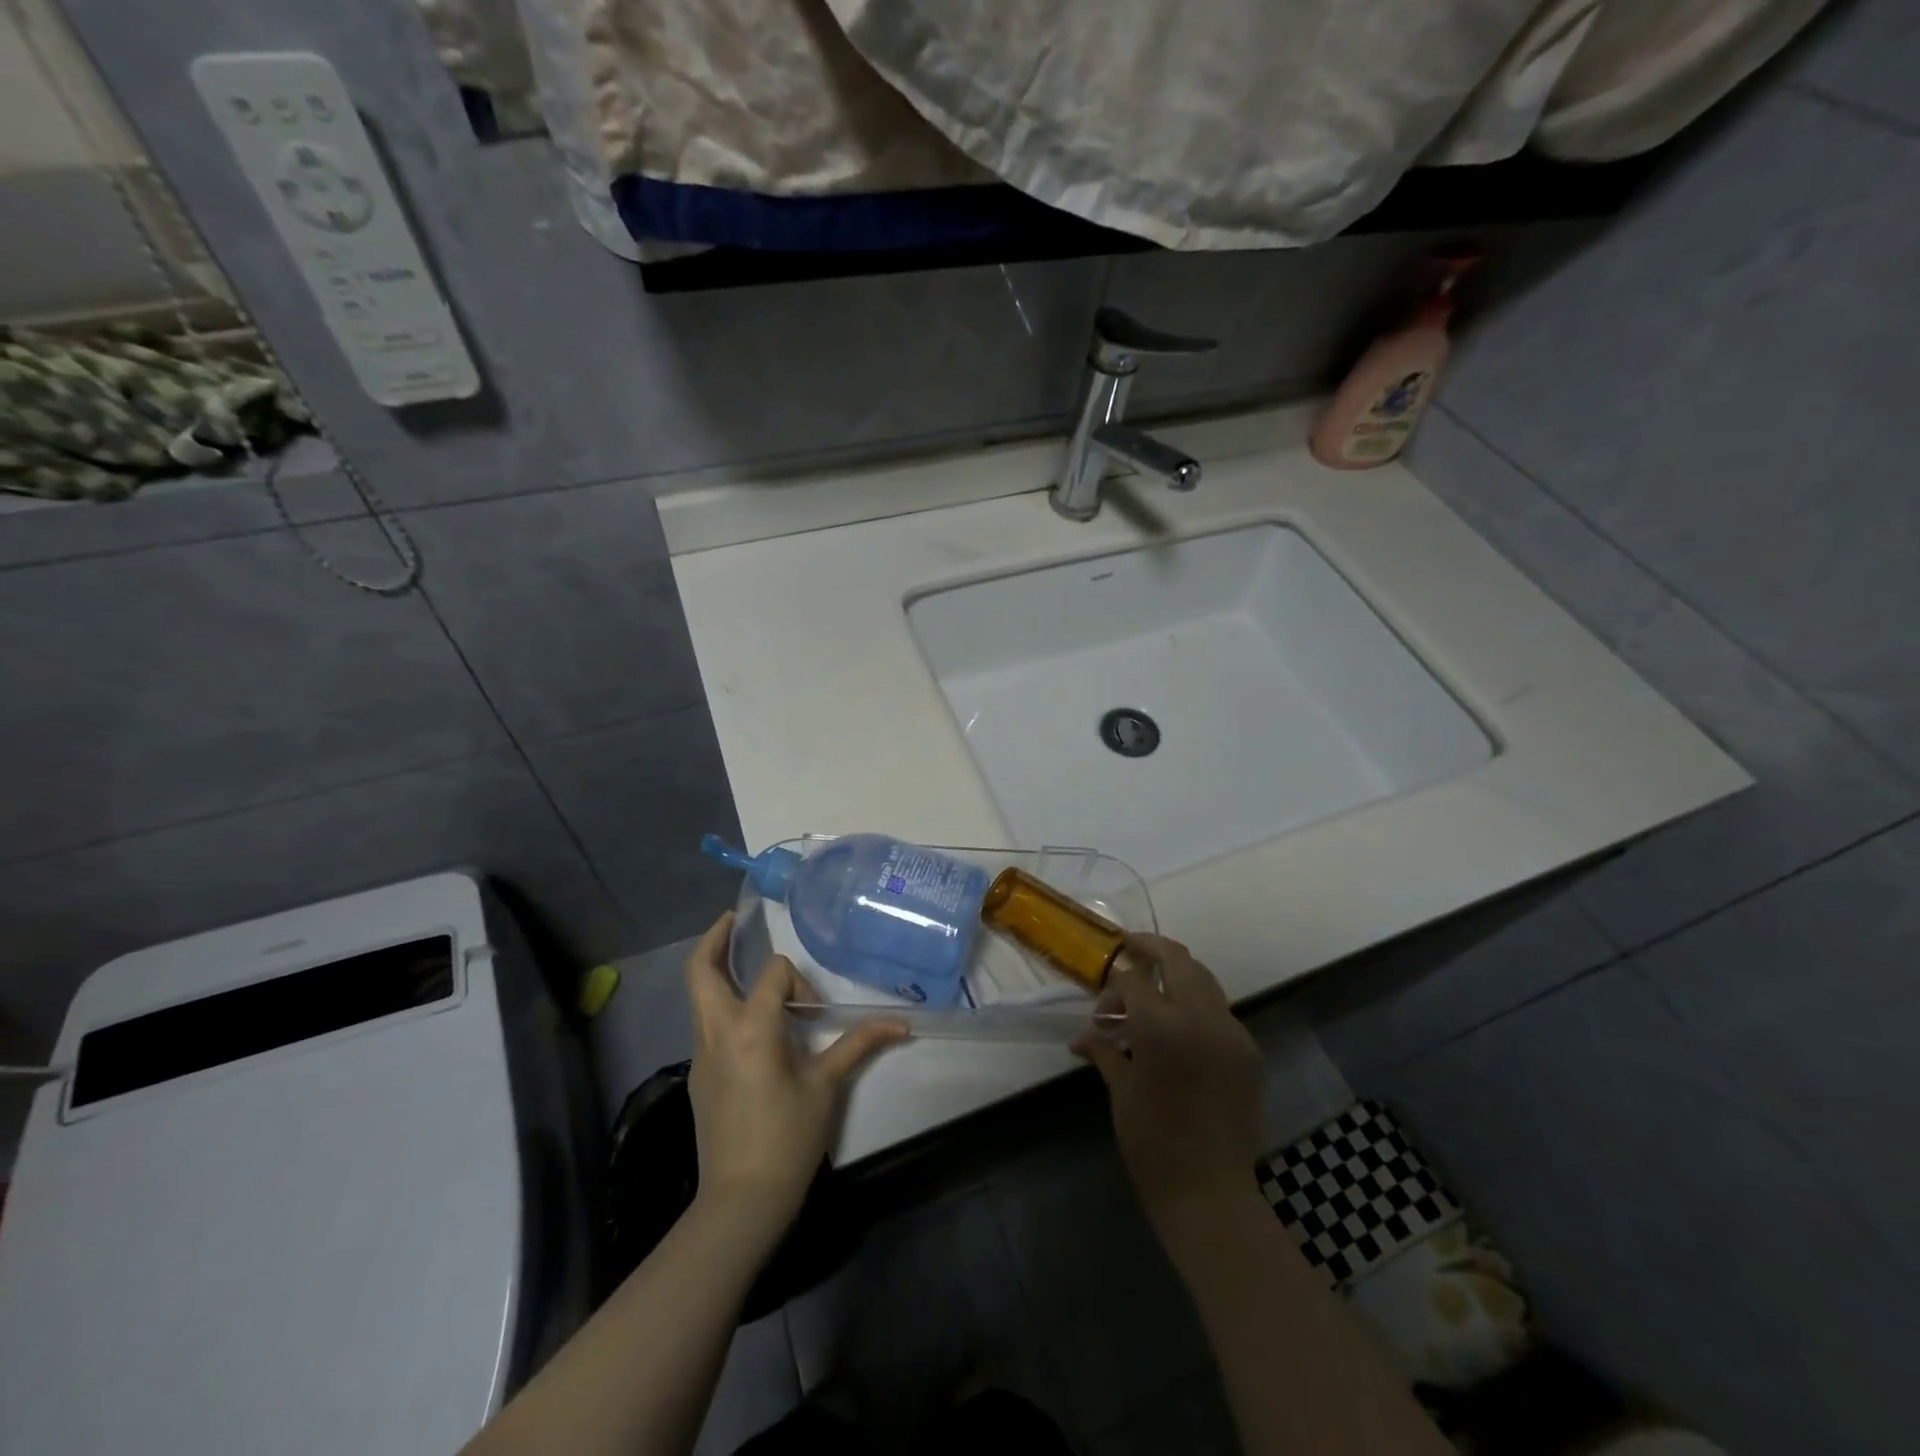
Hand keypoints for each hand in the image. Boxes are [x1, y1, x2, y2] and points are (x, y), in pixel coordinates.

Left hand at [684, 913, 908, 1243]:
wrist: (740, 1202)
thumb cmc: (787, 1138)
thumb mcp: (827, 1086)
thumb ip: (859, 1044)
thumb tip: (903, 1023)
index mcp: (750, 1028)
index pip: (773, 975)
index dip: (799, 984)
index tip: (816, 1017)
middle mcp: (717, 1032)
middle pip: (700, 971)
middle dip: (713, 940)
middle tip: (733, 920)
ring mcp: (701, 1055)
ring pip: (697, 997)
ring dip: (716, 973)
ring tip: (740, 961)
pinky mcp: (698, 1076)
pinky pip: (705, 1025)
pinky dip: (721, 1006)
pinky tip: (749, 1023)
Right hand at [1072, 934, 1263, 1234]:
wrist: (1210, 1193)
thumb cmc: (1152, 1143)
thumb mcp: (1121, 1090)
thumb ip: (1104, 1050)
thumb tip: (1081, 1036)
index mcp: (1161, 1025)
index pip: (1134, 978)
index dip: (1114, 982)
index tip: (1102, 994)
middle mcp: (1201, 1017)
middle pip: (1177, 959)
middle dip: (1150, 948)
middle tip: (1130, 948)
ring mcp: (1232, 1032)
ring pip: (1204, 979)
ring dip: (1177, 975)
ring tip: (1153, 990)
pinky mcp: (1250, 1052)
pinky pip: (1220, 1012)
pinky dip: (1197, 1007)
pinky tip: (1180, 1030)